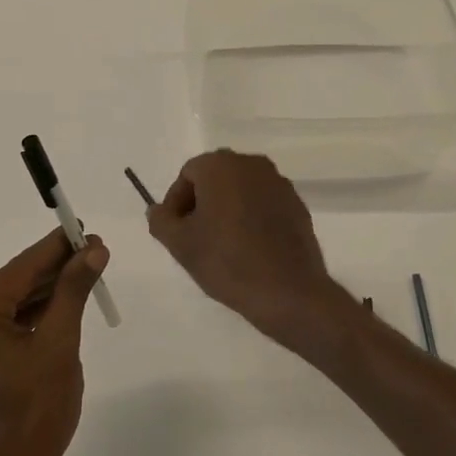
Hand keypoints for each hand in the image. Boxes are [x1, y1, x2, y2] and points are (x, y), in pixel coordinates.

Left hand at [0, 229, 108, 455]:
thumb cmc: (36, 414)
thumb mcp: (60, 345)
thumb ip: (73, 291)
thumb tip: (93, 249)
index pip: (21, 269)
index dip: (56, 247)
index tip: (85, 229)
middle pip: (14, 283)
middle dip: (55, 268)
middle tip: (94, 250)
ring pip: (11, 303)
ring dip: (46, 290)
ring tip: (85, 271)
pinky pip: (5, 324)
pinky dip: (33, 314)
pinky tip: (62, 301)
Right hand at [147, 150, 356, 352]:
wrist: (288, 291)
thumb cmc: (227, 261)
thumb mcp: (180, 244)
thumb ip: (161, 220)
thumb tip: (158, 210)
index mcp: (221, 165)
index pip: (187, 175)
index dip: (176, 203)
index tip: (175, 231)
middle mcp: (251, 164)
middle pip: (215, 178)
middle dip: (201, 203)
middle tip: (195, 237)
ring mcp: (278, 183)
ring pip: (241, 190)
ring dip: (227, 209)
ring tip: (221, 245)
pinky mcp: (297, 204)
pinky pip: (264, 203)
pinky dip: (252, 217)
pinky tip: (249, 247)